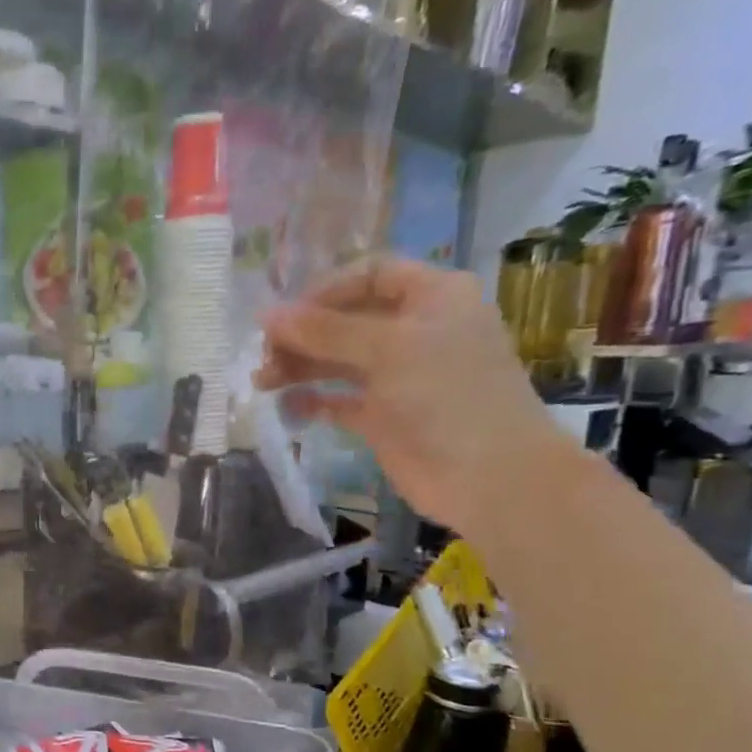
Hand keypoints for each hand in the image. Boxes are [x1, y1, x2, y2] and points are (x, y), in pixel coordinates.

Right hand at [256, 257, 568, 533]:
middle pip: (348, 320)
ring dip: (301, 367)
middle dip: (304, 334)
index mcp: (433, 298)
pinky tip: (288, 405)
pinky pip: (341, 400)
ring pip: (340, 360)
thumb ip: (324, 330)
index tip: (286, 316)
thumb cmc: (446, 396)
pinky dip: (315, 400)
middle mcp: (417, 331)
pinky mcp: (386, 416)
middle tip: (265, 356)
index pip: (371, 275)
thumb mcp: (387, 349)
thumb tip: (266, 315)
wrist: (488, 476)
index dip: (325, 291)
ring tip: (263, 382)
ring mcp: (401, 376)